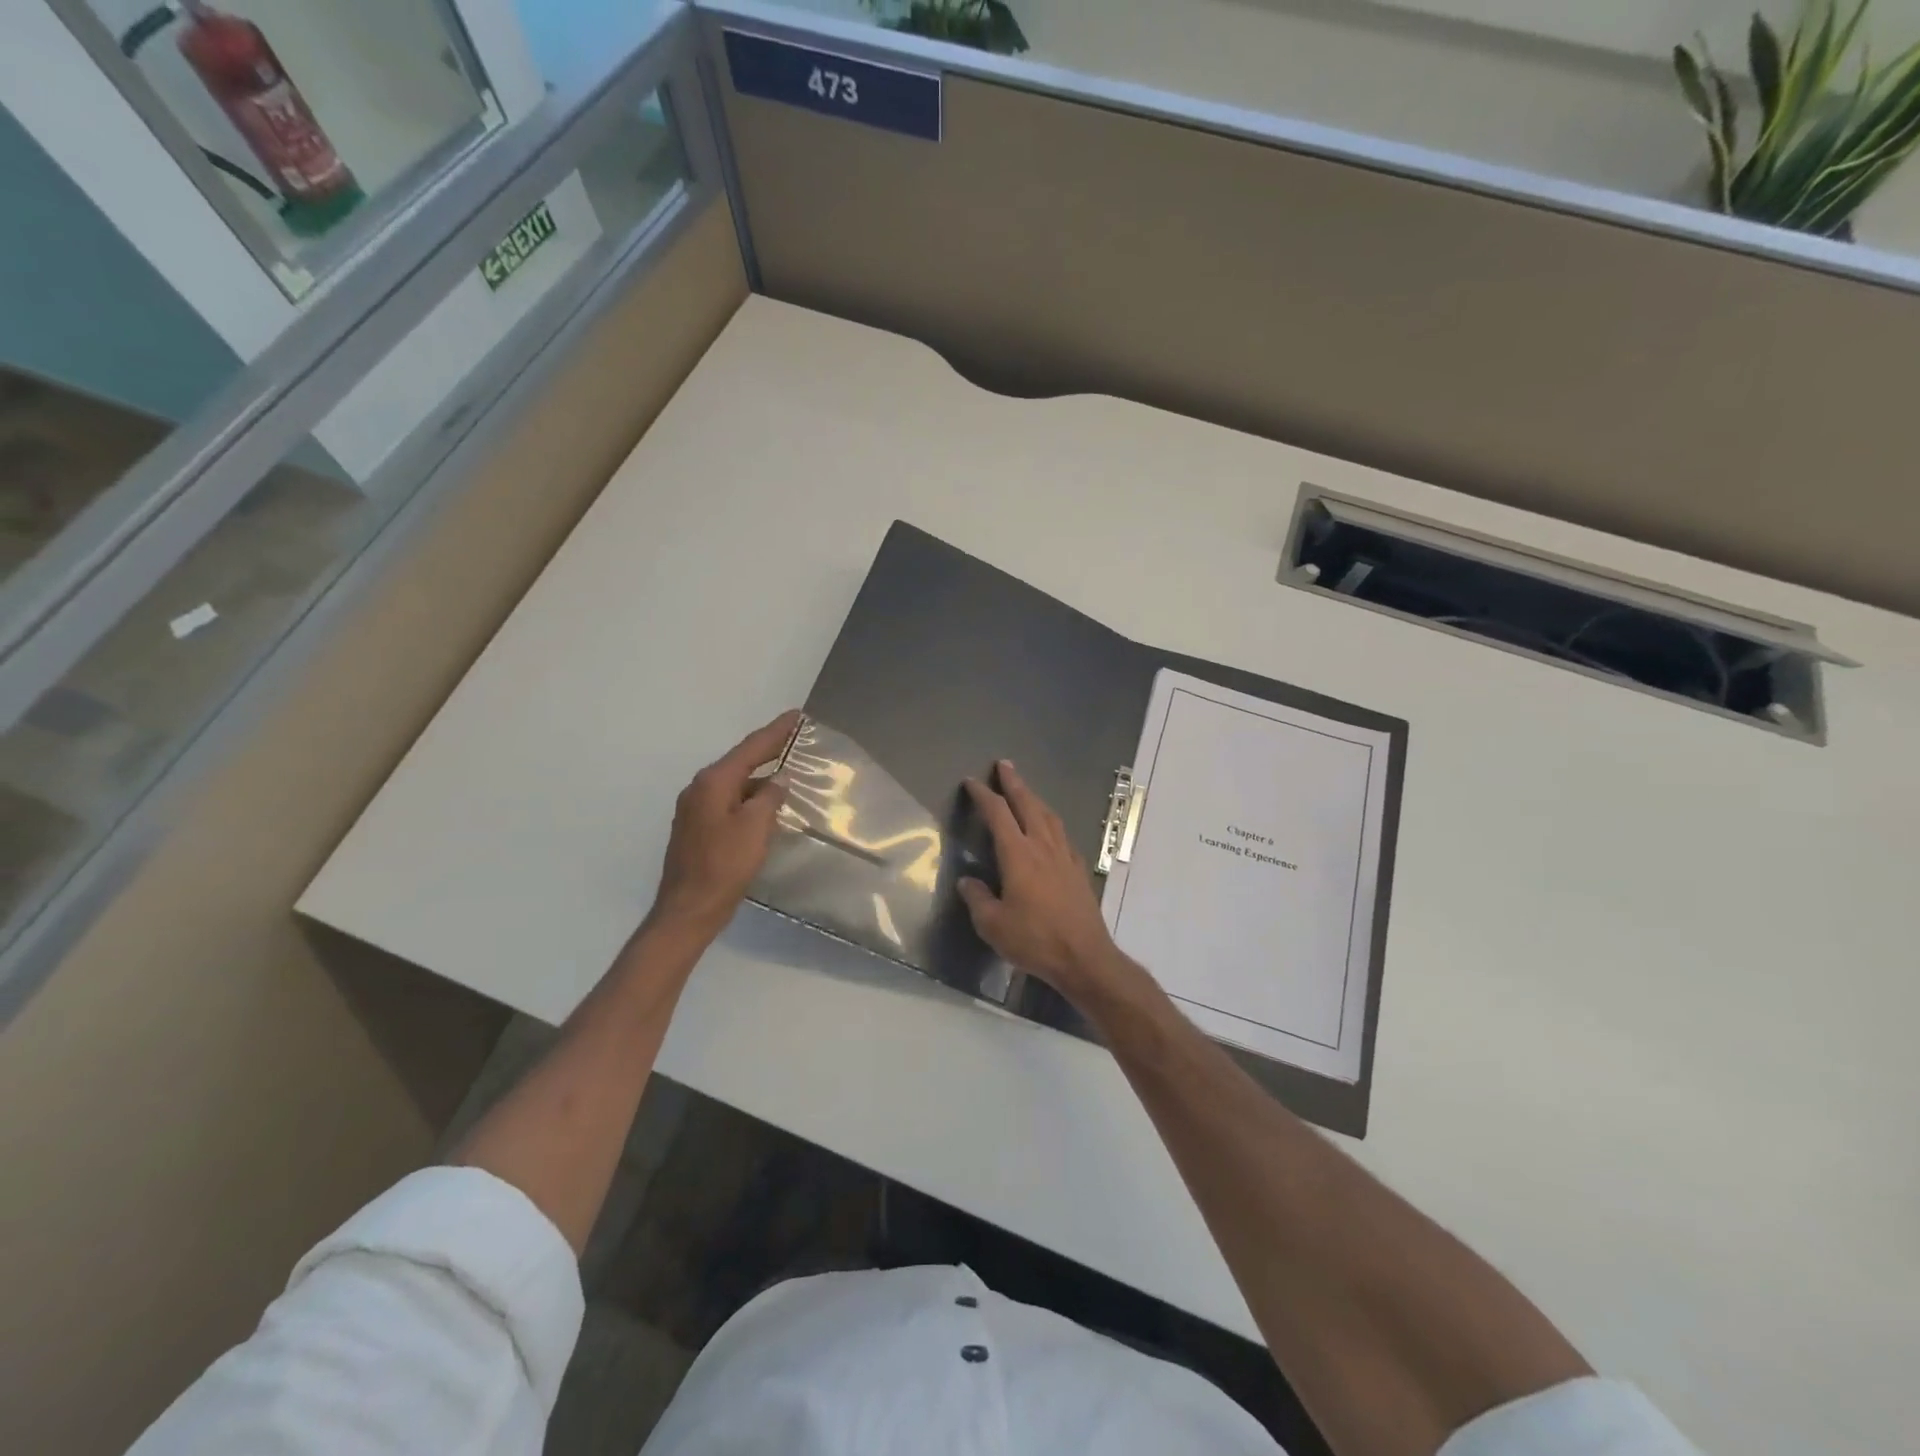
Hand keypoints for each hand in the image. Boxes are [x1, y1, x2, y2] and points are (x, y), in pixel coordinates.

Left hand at [649, 710, 798, 938]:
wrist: (689, 909)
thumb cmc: (724, 866)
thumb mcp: (755, 828)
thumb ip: (769, 797)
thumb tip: (778, 780)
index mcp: (713, 783)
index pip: (750, 748)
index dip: (775, 731)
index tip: (795, 715)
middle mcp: (700, 789)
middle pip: (739, 761)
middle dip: (766, 749)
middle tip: (793, 737)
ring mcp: (695, 809)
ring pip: (734, 783)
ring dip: (758, 775)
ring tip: (785, 769)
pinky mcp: (697, 828)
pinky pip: (728, 800)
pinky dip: (749, 795)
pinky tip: (764, 803)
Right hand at [958, 760, 1128, 1004]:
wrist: (1084, 957)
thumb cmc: (1035, 940)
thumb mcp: (993, 925)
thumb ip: (978, 899)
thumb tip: (968, 882)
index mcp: (1018, 855)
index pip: (998, 814)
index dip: (984, 796)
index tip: (972, 782)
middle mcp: (1043, 847)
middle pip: (1028, 805)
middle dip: (1014, 783)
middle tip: (1004, 765)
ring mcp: (1065, 856)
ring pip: (1048, 816)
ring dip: (1034, 798)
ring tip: (1025, 790)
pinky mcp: (1078, 869)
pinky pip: (1062, 833)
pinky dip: (1051, 821)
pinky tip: (1050, 827)